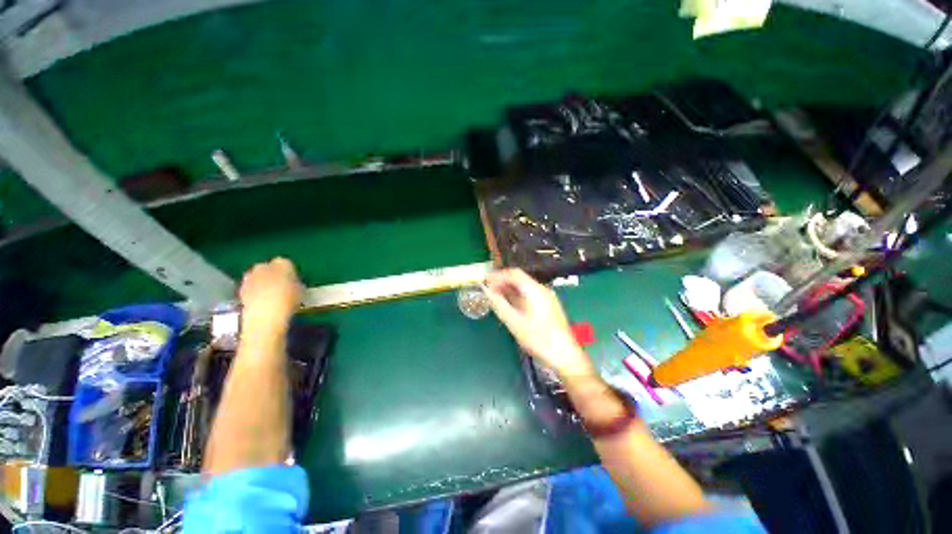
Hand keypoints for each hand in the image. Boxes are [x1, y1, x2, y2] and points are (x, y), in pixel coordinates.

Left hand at [239, 257, 302, 331]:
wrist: (265, 314)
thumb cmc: (289, 299)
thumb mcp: (301, 290)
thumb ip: (296, 283)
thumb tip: (293, 284)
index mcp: (283, 263)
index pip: (287, 264)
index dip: (290, 273)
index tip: (293, 282)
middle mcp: (264, 265)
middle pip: (269, 268)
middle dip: (273, 275)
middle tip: (281, 287)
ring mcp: (250, 277)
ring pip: (258, 277)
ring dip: (262, 284)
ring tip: (271, 297)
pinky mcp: (240, 289)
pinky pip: (251, 288)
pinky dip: (255, 293)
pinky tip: (262, 303)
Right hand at [484, 269, 593, 378]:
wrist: (565, 356)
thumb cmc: (539, 339)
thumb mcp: (515, 323)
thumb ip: (499, 305)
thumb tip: (487, 292)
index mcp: (535, 290)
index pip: (514, 274)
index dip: (498, 275)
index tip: (485, 281)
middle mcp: (542, 290)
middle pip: (519, 280)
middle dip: (502, 283)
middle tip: (488, 290)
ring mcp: (546, 299)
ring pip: (524, 288)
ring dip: (509, 291)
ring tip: (495, 298)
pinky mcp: (548, 307)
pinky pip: (529, 296)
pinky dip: (516, 298)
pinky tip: (509, 306)